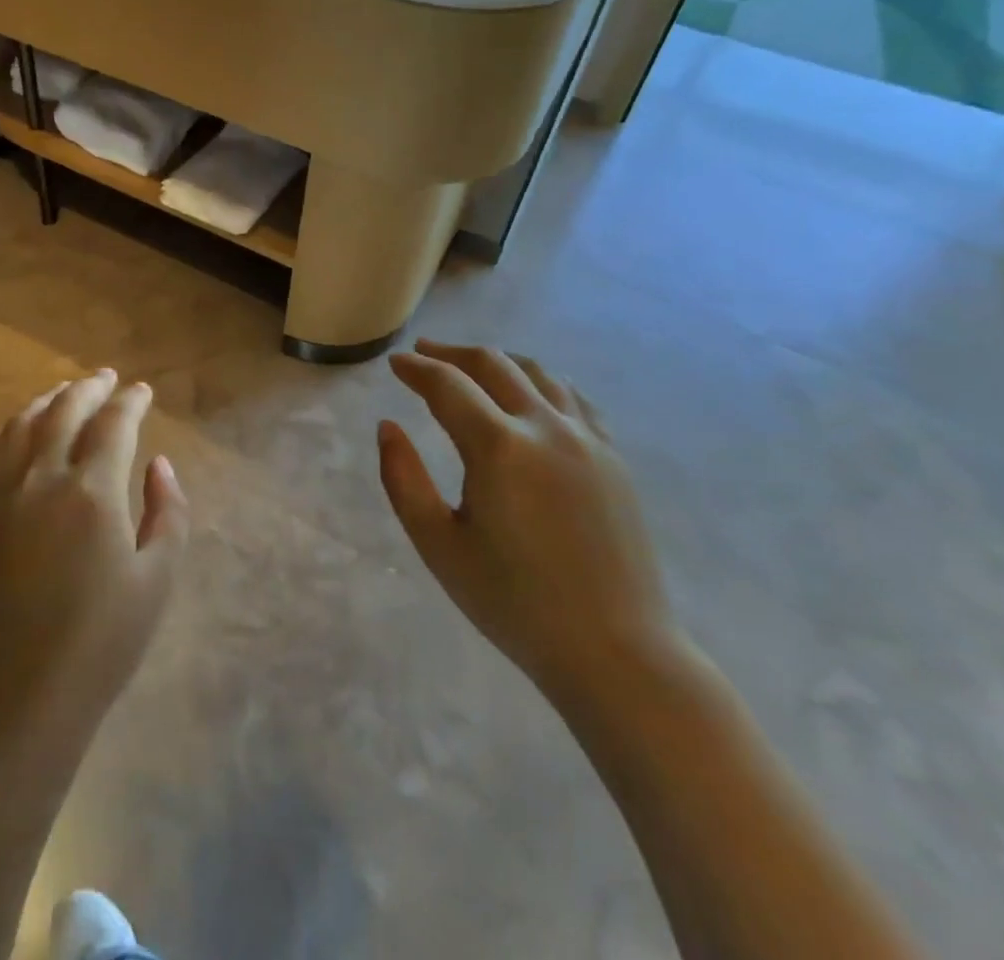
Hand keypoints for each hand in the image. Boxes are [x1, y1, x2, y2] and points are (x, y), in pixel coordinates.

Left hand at [0, 369, 190, 746]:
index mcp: (92, 493)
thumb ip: (167, 512)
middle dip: (90, 387)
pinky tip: (17, 432)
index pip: (114, 423)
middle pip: (65, 410)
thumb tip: (158, 464)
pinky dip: (5, 430)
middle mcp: (42, 479)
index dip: (131, 401)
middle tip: (107, 379)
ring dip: (48, 400)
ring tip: (66, 394)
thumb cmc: (101, 643)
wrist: (19, 697)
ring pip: (22, 424)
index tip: (142, 391)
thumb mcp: (157, 579)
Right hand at [379, 341, 683, 708]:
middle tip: (424, 353)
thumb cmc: (514, 603)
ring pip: (538, 373)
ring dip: (498, 360)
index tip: (395, 364)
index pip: (447, 385)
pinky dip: (542, 382)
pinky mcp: (613, 457)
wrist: (615, 651)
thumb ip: (403, 479)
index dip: (416, 369)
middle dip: (452, 354)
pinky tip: (532, 393)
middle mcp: (546, 427)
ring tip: (473, 365)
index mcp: (499, 447)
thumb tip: (388, 427)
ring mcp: (587, 439)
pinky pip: (574, 398)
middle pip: (493, 365)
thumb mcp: (439, 545)